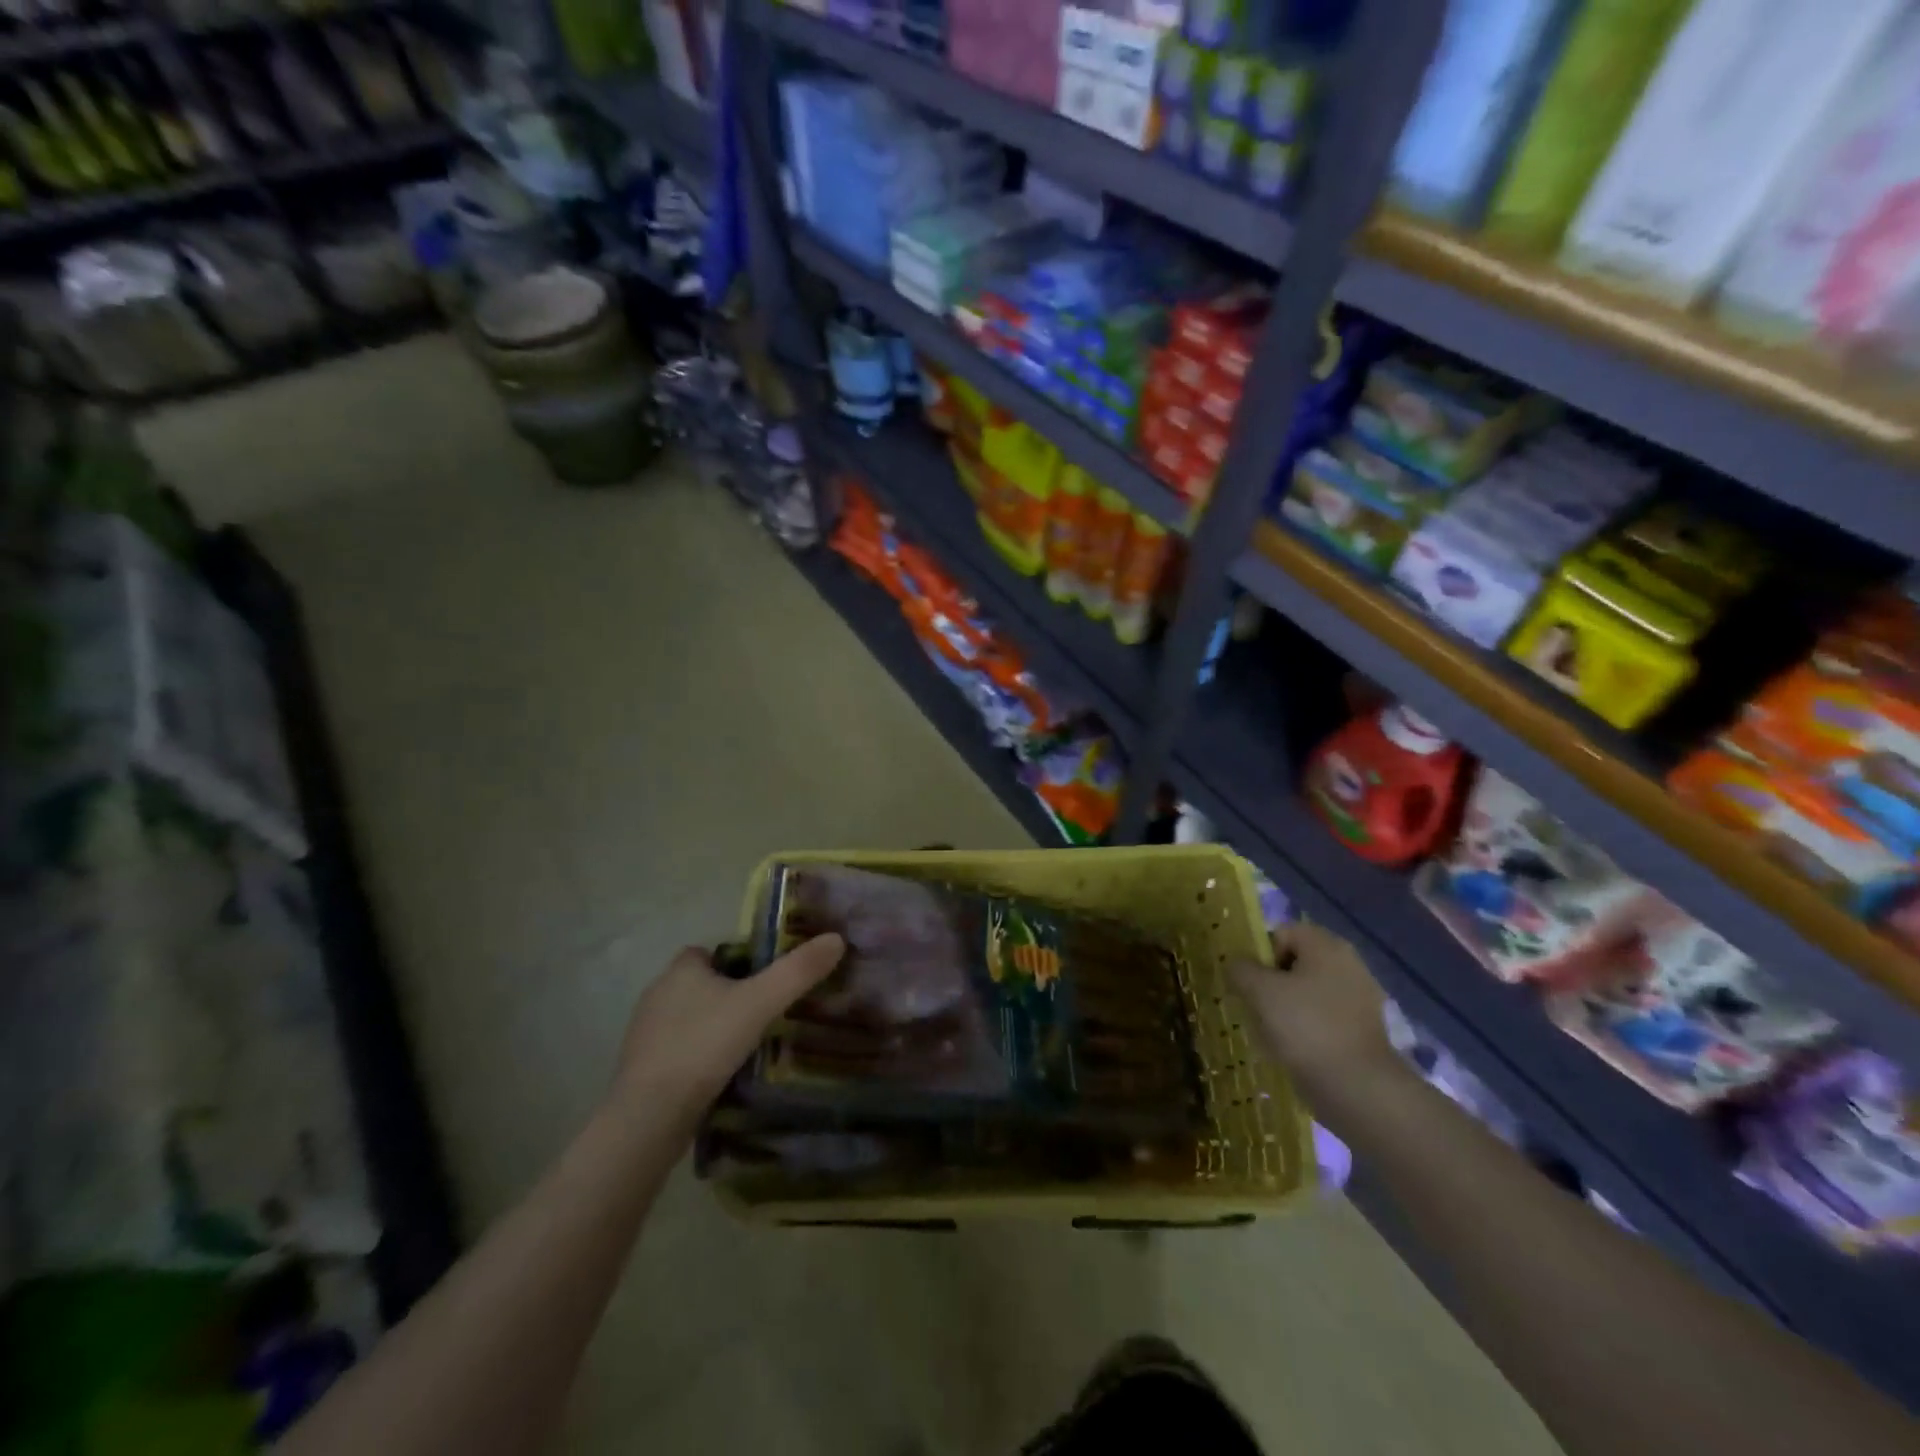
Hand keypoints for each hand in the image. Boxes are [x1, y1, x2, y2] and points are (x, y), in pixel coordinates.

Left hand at [610, 934, 846, 1116]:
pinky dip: (697, 1057)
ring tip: (746, 1046)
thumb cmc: (704, 1045)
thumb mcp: (760, 1003)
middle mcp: (657, 993)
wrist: (650, 1115)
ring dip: (711, 1028)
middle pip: (700, 984)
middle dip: (727, 995)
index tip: (763, 981)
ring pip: (688, 1018)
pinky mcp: (641, 1069)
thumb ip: (798, 972)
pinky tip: (720, 1075)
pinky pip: (677, 1051)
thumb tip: (836, 939)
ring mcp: (644, 1034)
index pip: (709, 952)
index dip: (736, 961)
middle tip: (763, 1014)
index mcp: (681, 970)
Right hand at [1229, 922, 1397, 1096]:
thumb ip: (1241, 968)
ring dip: (1286, 1007)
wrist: (1357, 1087)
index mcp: (1327, 945)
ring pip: (1308, 992)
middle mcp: (1349, 963)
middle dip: (1272, 983)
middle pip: (1295, 962)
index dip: (1260, 955)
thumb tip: (1238, 964)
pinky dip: (1306, 1028)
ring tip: (1273, 1033)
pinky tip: (1295, 1050)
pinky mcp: (1364, 1029)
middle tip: (1258, 1008)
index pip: (1281, 933)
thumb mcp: (1259, 991)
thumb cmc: (1305, 1027)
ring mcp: (1361, 998)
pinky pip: (1323, 1017)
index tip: (1252, 985)